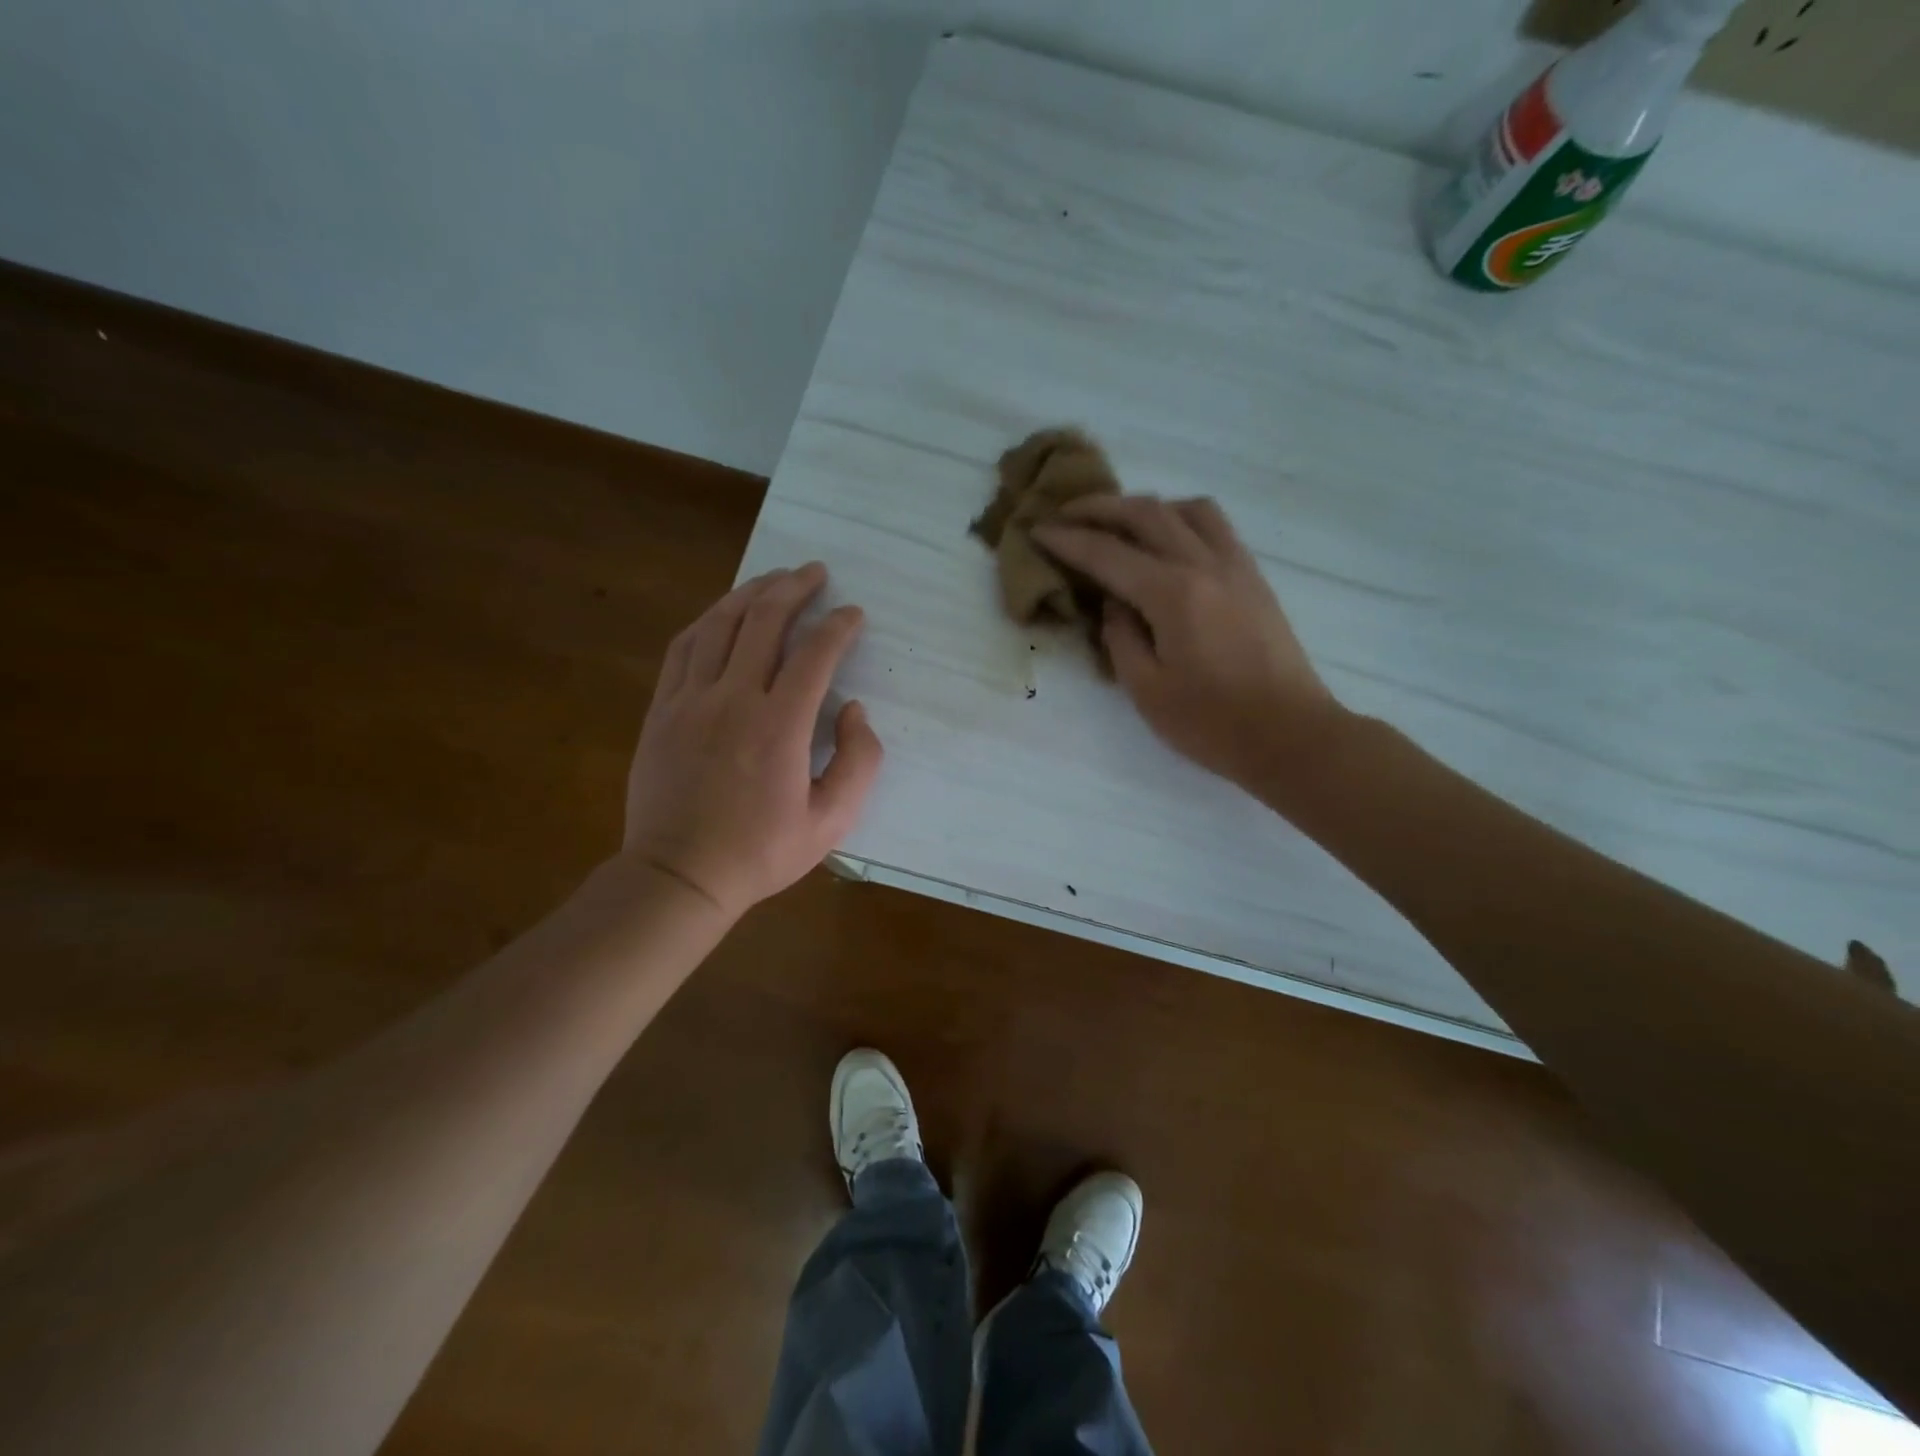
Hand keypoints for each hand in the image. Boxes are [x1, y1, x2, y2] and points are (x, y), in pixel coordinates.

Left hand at [623, 563, 882, 919]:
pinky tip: (722, 612)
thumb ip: (858, 762)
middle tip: (815, 572)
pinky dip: (708, 621)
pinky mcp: (662, 709)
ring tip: (773, 578)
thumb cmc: (761, 852)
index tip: (854, 614)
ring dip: (751, 594)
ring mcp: (690, 700)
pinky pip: (683, 648)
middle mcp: (734, 699)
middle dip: (795, 589)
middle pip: (765, 622)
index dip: (839, 627)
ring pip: (720, 625)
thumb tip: (854, 710)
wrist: (679, 875)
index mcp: (779, 727)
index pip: (815, 655)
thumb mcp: (831, 821)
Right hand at [1033, 497, 1348, 793]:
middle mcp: (1205, 565)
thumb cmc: (1211, 723)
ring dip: (1146, 506)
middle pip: (1146, 513)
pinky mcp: (1254, 577)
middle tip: (1066, 512)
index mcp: (1173, 594)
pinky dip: (1181, 519)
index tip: (1037, 530)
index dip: (1068, 540)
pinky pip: (1214, 526)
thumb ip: (1121, 638)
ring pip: (1187, 508)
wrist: (1290, 734)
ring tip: (1120, 524)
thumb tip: (1114, 604)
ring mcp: (1235, 566)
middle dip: (1099, 508)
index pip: (1108, 554)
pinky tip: (1167, 542)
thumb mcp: (1147, 689)